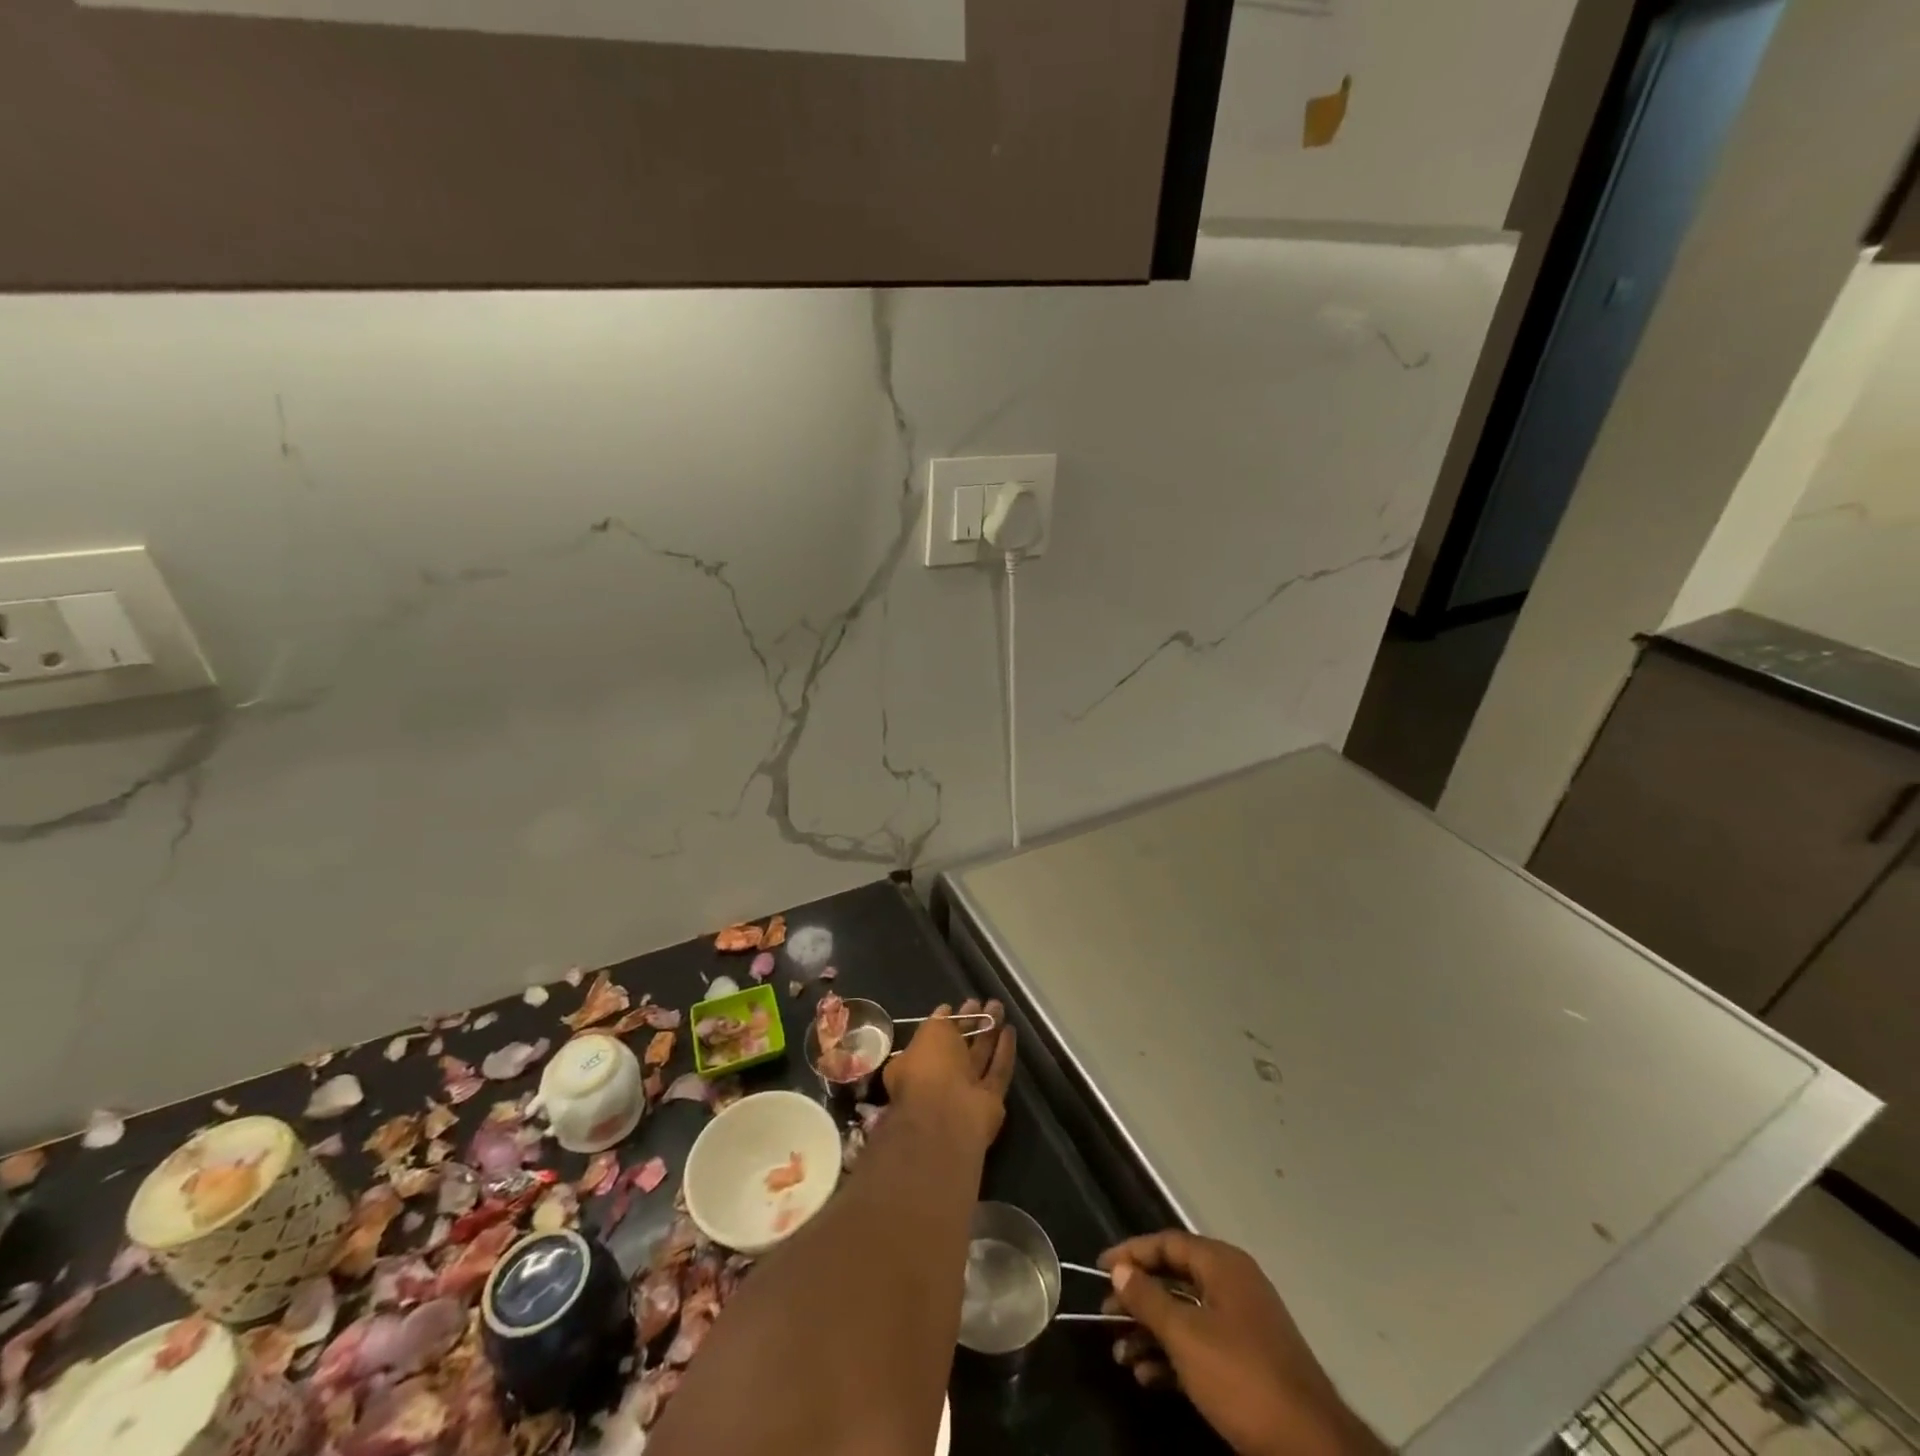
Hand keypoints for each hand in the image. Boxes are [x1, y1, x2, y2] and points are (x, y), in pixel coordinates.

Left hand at [883, 999, 1015, 1150]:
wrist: (947, 1117)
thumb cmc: (929, 1069)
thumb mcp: (929, 1034)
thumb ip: (939, 1022)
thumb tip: (945, 1011)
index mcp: (917, 1064)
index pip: (935, 1038)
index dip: (949, 1020)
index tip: (963, 1003)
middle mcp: (941, 1078)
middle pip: (961, 1046)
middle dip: (972, 1023)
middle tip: (985, 1002)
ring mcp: (966, 1091)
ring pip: (980, 1056)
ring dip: (990, 1032)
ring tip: (999, 1007)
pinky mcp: (990, 1101)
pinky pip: (998, 1072)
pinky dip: (1004, 1052)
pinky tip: (1010, 1030)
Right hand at [1099, 1232, 1388, 1455]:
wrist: (1310, 1446)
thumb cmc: (1241, 1377)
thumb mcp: (1185, 1335)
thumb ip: (1148, 1299)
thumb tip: (1119, 1268)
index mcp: (1222, 1264)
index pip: (1167, 1243)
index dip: (1131, 1253)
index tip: (1100, 1268)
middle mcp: (1232, 1284)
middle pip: (1174, 1278)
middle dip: (1137, 1299)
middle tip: (1105, 1316)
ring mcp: (1243, 1324)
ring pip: (1185, 1315)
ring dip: (1150, 1333)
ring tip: (1120, 1355)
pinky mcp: (1248, 1361)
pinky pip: (1201, 1344)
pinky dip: (1173, 1356)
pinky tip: (1148, 1378)